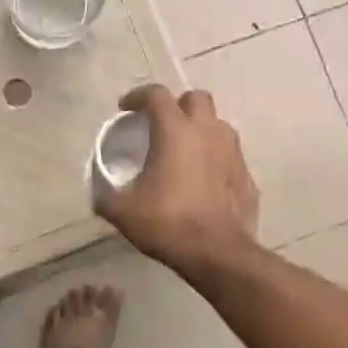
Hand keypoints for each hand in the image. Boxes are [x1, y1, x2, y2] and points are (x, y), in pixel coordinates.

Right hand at [95, 84, 259, 275]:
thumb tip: (99, 193)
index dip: (138, 96)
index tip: (126, 109)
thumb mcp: (122, 211)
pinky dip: (215, 158)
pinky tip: (204, 179)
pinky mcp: (247, 175)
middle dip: (178, 105)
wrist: (218, 253)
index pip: (156, 95)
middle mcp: (207, 132)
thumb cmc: (168, 222)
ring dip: (200, 129)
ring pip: (218, 124)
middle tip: (162, 125)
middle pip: (196, 98)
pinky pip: (229, 155)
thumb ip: (106, 195)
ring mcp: (232, 152)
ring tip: (184, 150)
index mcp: (175, 130)